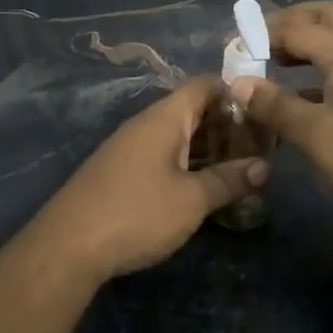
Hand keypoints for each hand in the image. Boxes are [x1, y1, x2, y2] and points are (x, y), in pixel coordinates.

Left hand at [26, 77, 268, 282]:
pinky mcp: (120, 172)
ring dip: (207, 149)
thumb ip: (229, 180)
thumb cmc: (137, 212)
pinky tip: (202, 187)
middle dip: (226, 126)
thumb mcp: (191, 200)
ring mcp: (128, 148)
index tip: (263, 112)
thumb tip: (264, 167)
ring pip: (176, 137)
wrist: (68, 246)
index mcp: (164, 118)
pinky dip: (186, 164)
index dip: (234, 93)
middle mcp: (145, 125)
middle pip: (191, 111)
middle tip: (260, 148)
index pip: (203, 86)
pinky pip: (161, 156)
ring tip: (239, 169)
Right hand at [230, 1, 332, 241]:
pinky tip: (302, 102)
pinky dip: (321, 74)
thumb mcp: (317, 137)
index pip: (298, 27)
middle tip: (260, 43)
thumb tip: (238, 82)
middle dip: (291, 23)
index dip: (262, 33)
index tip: (231, 49)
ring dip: (307, 48)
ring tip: (273, 67)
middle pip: (327, 18)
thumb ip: (276, 106)